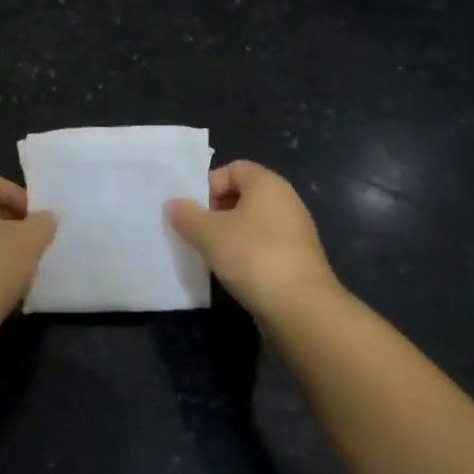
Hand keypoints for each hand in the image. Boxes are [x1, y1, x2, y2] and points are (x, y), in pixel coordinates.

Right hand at [167, 160, 338, 318]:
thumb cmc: (252, 255)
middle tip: (198, 233)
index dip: (209, 185)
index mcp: (267, 183)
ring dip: (230, 235)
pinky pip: (264, 245)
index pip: (233, 168)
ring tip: (212, 255)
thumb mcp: (208, 233)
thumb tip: (173, 204)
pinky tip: (234, 272)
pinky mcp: (297, 258)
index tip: (194, 211)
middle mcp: (286, 200)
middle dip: (216, 211)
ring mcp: (295, 230)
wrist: (300, 305)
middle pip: (243, 195)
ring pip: (253, 223)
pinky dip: (247, 253)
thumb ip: (187, 215)